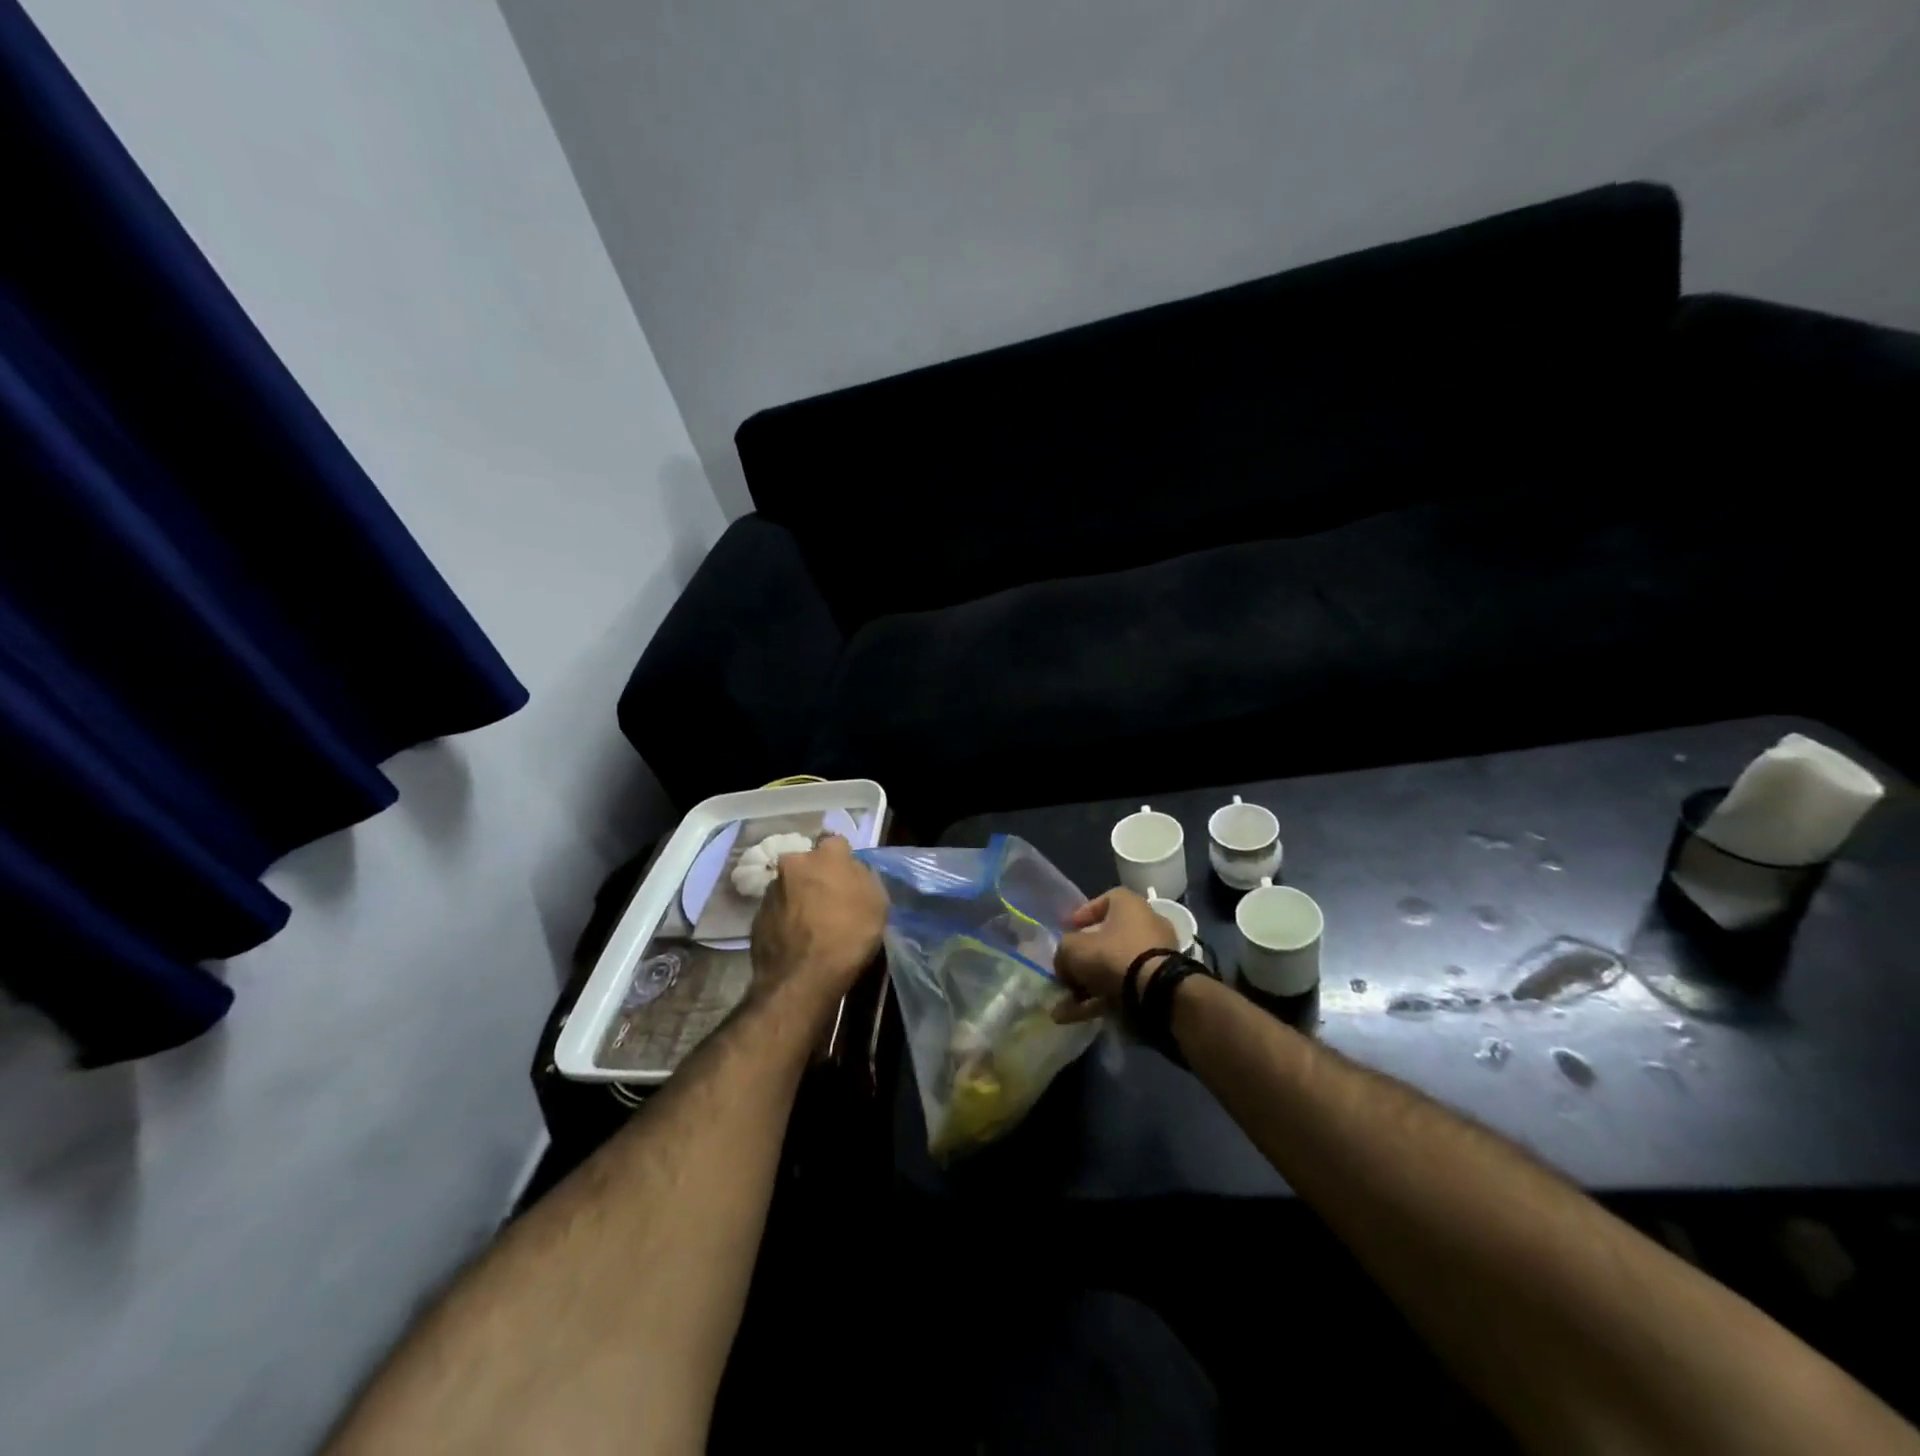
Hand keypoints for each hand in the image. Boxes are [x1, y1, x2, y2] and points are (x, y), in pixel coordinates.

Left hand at [749, 834, 887, 1019]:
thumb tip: (851, 872)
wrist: (802, 979)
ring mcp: (770, 891)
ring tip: (812, 926)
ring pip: (790, 887)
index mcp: (825, 856)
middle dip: (817, 877)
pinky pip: (778, 911)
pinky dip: (787, 920)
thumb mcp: (877, 903)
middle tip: (830, 901)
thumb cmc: (848, 936)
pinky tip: (797, 940)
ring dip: (800, 898)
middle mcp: (792, 865)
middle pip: (809, 864)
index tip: (849, 878)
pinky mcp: (756, 917)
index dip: (844, 860)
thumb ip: (863, 878)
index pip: (836, 842)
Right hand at [1052, 888, 1179, 1022]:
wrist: (1158, 994)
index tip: (1069, 929)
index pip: (1105, 900)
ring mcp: (1156, 956)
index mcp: (1130, 905)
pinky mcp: (1159, 984)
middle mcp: (1147, 925)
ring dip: (1088, 985)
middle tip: (1067, 970)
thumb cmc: (1114, 956)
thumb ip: (1063, 952)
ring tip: (1064, 1004)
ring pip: (1115, 967)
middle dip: (1085, 957)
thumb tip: (1064, 965)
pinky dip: (1101, 1000)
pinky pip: (1125, 987)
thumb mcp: (1074, 949)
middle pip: (1109, 938)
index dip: (1084, 914)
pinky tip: (1075, 1016)